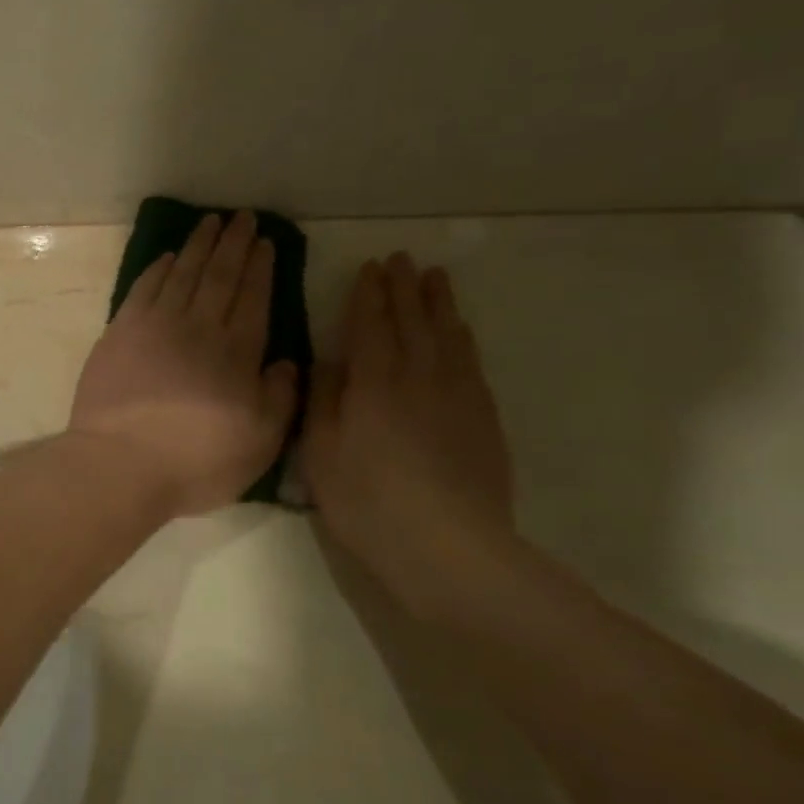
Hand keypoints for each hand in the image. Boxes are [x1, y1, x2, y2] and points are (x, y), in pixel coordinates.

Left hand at [69, 211, 298, 517]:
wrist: (120, 465)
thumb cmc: (196, 462)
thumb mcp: (260, 443)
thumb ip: (280, 398)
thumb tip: (286, 362)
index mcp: (237, 353)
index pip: (254, 298)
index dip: (260, 268)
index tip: (265, 242)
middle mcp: (198, 328)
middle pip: (219, 276)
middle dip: (234, 244)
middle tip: (243, 217)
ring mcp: (155, 326)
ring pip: (182, 273)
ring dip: (198, 246)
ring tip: (210, 222)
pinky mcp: (120, 333)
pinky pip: (144, 288)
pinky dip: (157, 269)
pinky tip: (167, 257)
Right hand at [301, 253, 514, 582]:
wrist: (447, 545)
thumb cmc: (367, 501)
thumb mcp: (321, 453)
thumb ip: (322, 401)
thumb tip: (328, 361)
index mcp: (373, 383)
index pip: (370, 325)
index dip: (368, 295)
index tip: (369, 267)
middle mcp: (418, 376)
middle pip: (412, 320)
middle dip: (404, 287)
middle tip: (401, 258)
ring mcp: (457, 395)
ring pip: (447, 335)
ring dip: (439, 303)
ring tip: (434, 277)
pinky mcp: (483, 417)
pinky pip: (471, 362)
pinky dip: (463, 337)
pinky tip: (460, 330)